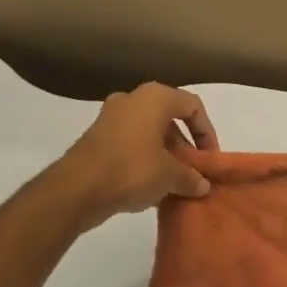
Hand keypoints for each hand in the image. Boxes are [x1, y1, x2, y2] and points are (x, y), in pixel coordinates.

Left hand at [52, 84, 218, 230]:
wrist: (76, 189)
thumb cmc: (132, 170)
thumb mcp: (170, 176)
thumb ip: (191, 177)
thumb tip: (203, 185)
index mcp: (155, 98)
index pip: (193, 106)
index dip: (207, 131)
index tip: (210, 158)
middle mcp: (133, 99)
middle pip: (170, 118)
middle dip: (185, 145)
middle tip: (193, 170)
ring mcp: (111, 117)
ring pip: (149, 131)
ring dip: (166, 154)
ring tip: (175, 182)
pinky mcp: (97, 137)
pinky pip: (131, 142)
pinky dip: (145, 158)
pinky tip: (152, 186)